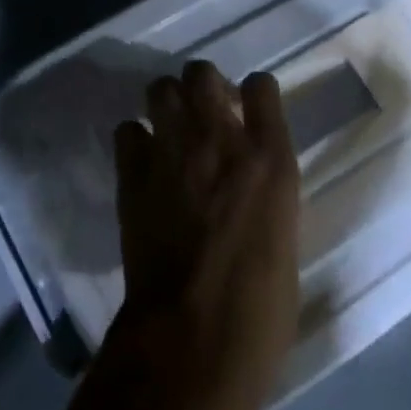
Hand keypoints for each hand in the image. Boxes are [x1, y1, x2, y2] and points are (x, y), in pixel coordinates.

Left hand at [115, 61, 300, 409]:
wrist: (194, 336)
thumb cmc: (259, 307)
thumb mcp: (283, 238)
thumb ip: (265, 194)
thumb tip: (248, 185)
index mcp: (271, 161)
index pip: (263, 87)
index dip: (255, 92)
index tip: (249, 106)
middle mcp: (220, 141)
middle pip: (202, 73)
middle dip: (203, 85)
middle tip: (205, 113)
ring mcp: (172, 151)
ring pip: (160, 88)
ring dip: (166, 103)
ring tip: (171, 130)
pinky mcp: (133, 172)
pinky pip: (127, 130)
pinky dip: (135, 140)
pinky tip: (143, 163)